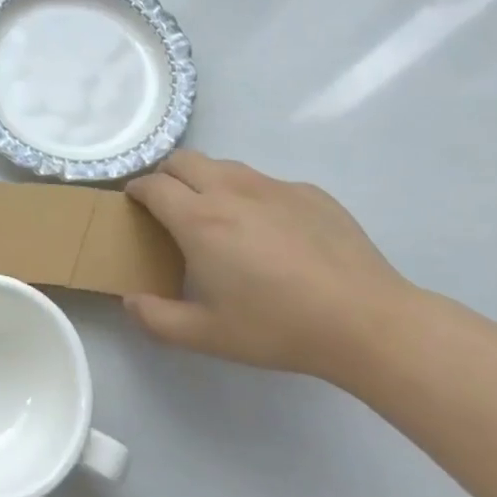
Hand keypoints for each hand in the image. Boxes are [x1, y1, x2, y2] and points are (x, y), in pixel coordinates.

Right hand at [123, 151, 412, 378]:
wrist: (367, 321)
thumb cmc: (279, 327)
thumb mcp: (209, 336)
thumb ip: (158, 319)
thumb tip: (130, 301)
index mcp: (199, 218)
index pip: (152, 185)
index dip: (136, 191)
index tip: (134, 206)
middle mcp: (230, 189)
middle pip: (183, 160)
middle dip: (166, 175)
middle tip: (170, 207)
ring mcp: (272, 186)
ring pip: (224, 165)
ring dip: (207, 180)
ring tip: (218, 216)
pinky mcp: (309, 192)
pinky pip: (266, 183)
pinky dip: (252, 196)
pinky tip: (272, 233)